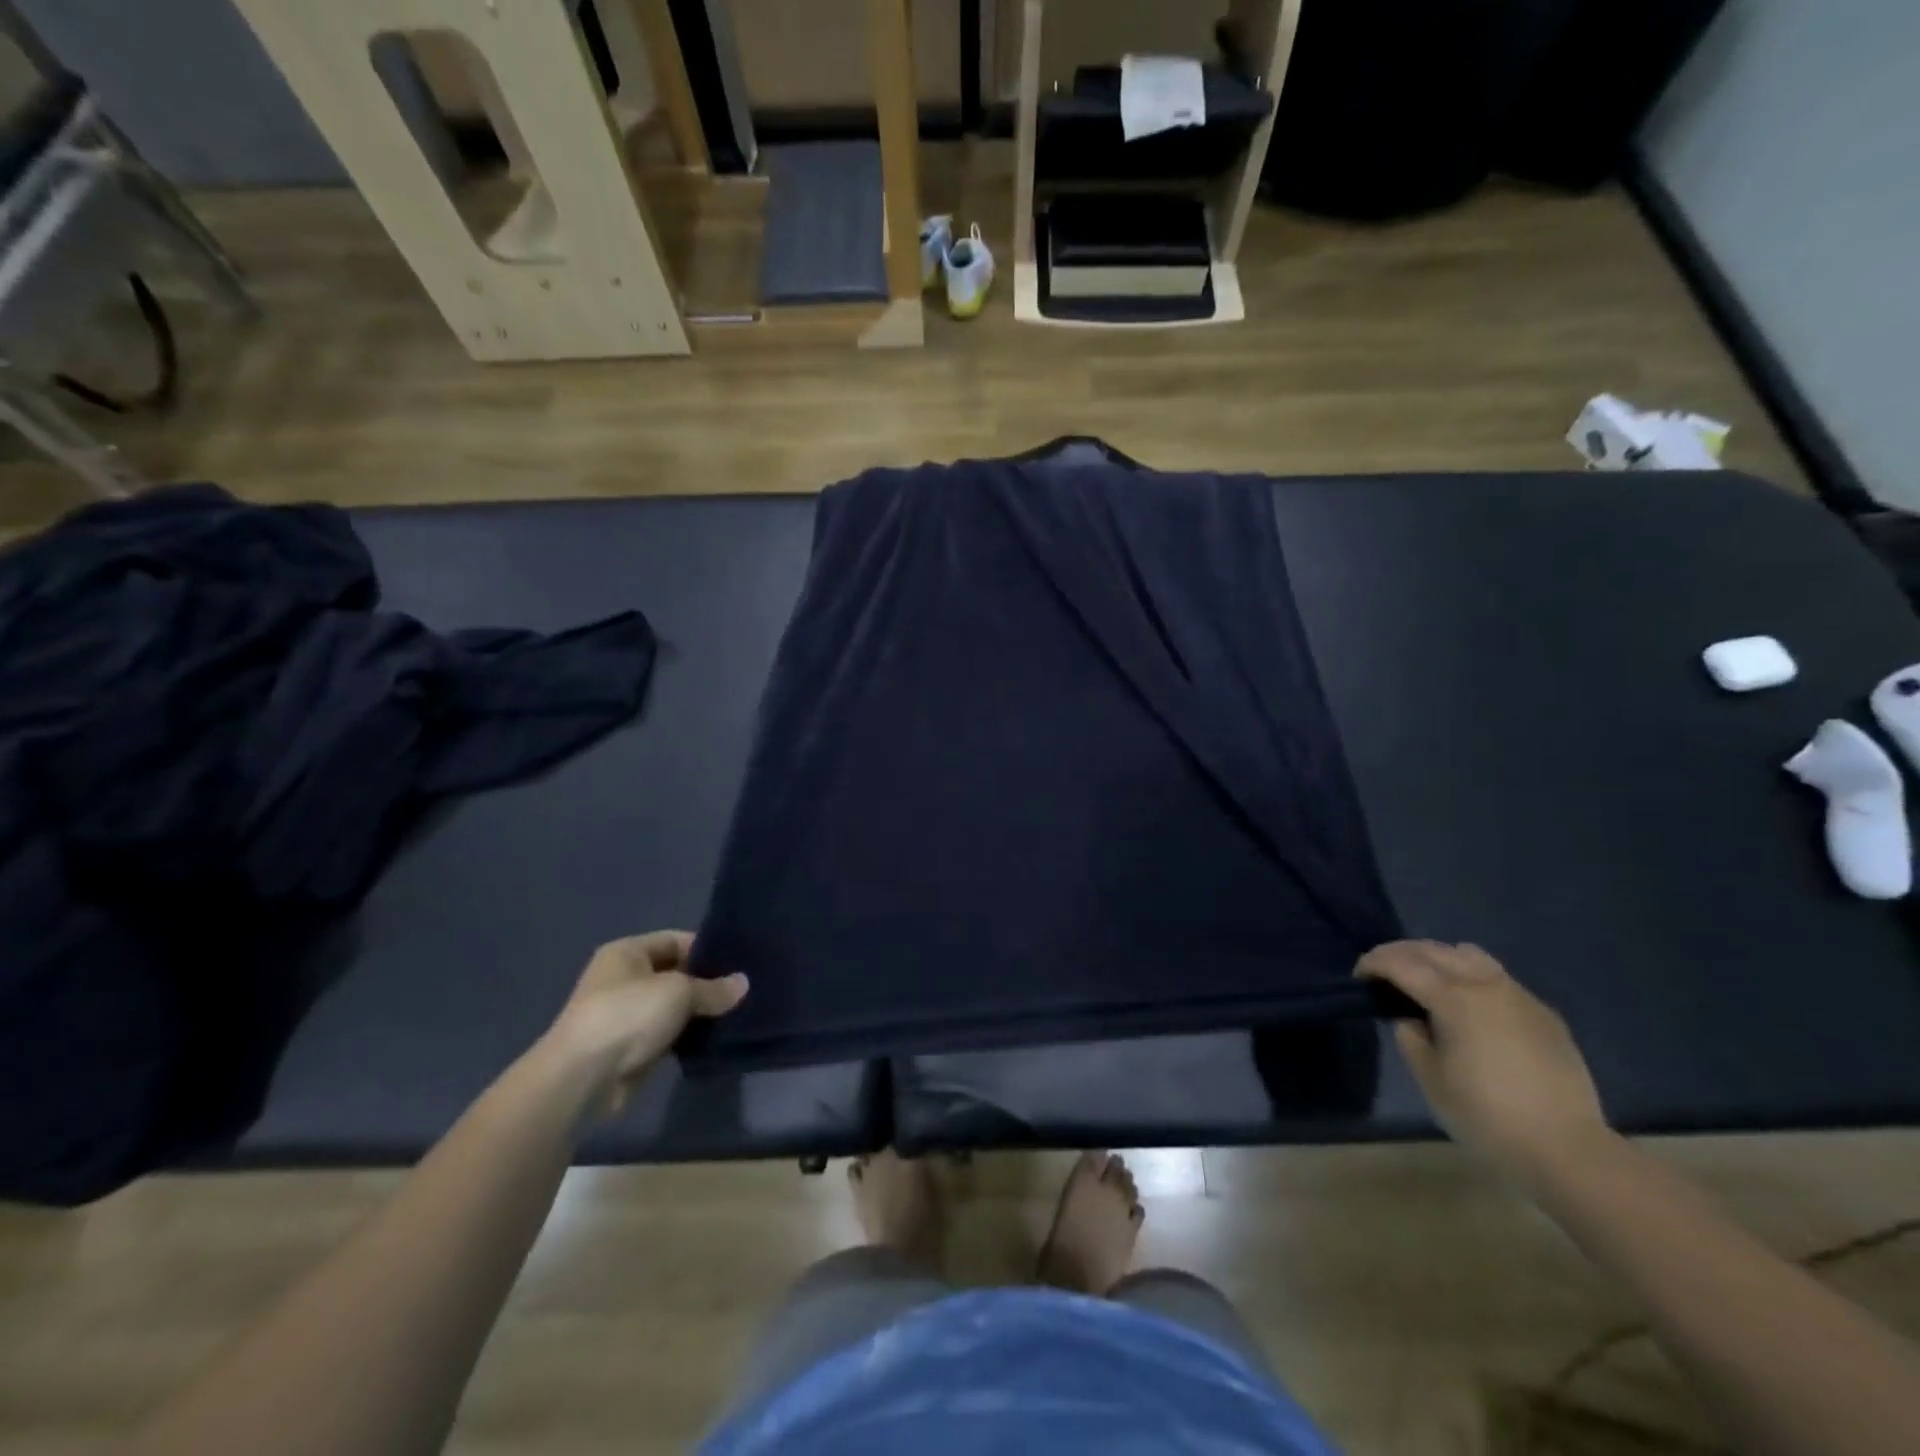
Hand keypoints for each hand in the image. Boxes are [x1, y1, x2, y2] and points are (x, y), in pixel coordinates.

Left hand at [544, 932, 747, 1118]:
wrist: (582, 1078)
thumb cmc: (628, 1015)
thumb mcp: (679, 992)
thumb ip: (713, 988)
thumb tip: (743, 983)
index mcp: (627, 952)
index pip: (675, 940)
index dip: (706, 949)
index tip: (738, 962)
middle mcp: (623, 979)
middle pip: (675, 973)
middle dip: (706, 983)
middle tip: (742, 990)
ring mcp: (624, 1015)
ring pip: (672, 1007)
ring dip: (698, 1013)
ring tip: (735, 1014)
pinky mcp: (629, 1048)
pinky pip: (666, 1034)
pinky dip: (686, 1037)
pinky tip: (713, 1040)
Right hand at [1357, 940, 1608, 1174]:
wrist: (1568, 1151)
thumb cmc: (1486, 1116)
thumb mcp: (1430, 1079)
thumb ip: (1411, 1037)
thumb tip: (1410, 1018)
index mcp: (1453, 998)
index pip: (1401, 964)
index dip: (1374, 963)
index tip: (1359, 976)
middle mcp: (1485, 985)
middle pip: (1434, 950)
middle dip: (1401, 953)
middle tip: (1383, 971)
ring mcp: (1519, 996)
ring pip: (1470, 956)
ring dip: (1439, 958)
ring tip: (1426, 978)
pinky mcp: (1544, 1014)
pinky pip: (1499, 978)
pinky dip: (1472, 977)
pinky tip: (1470, 1004)